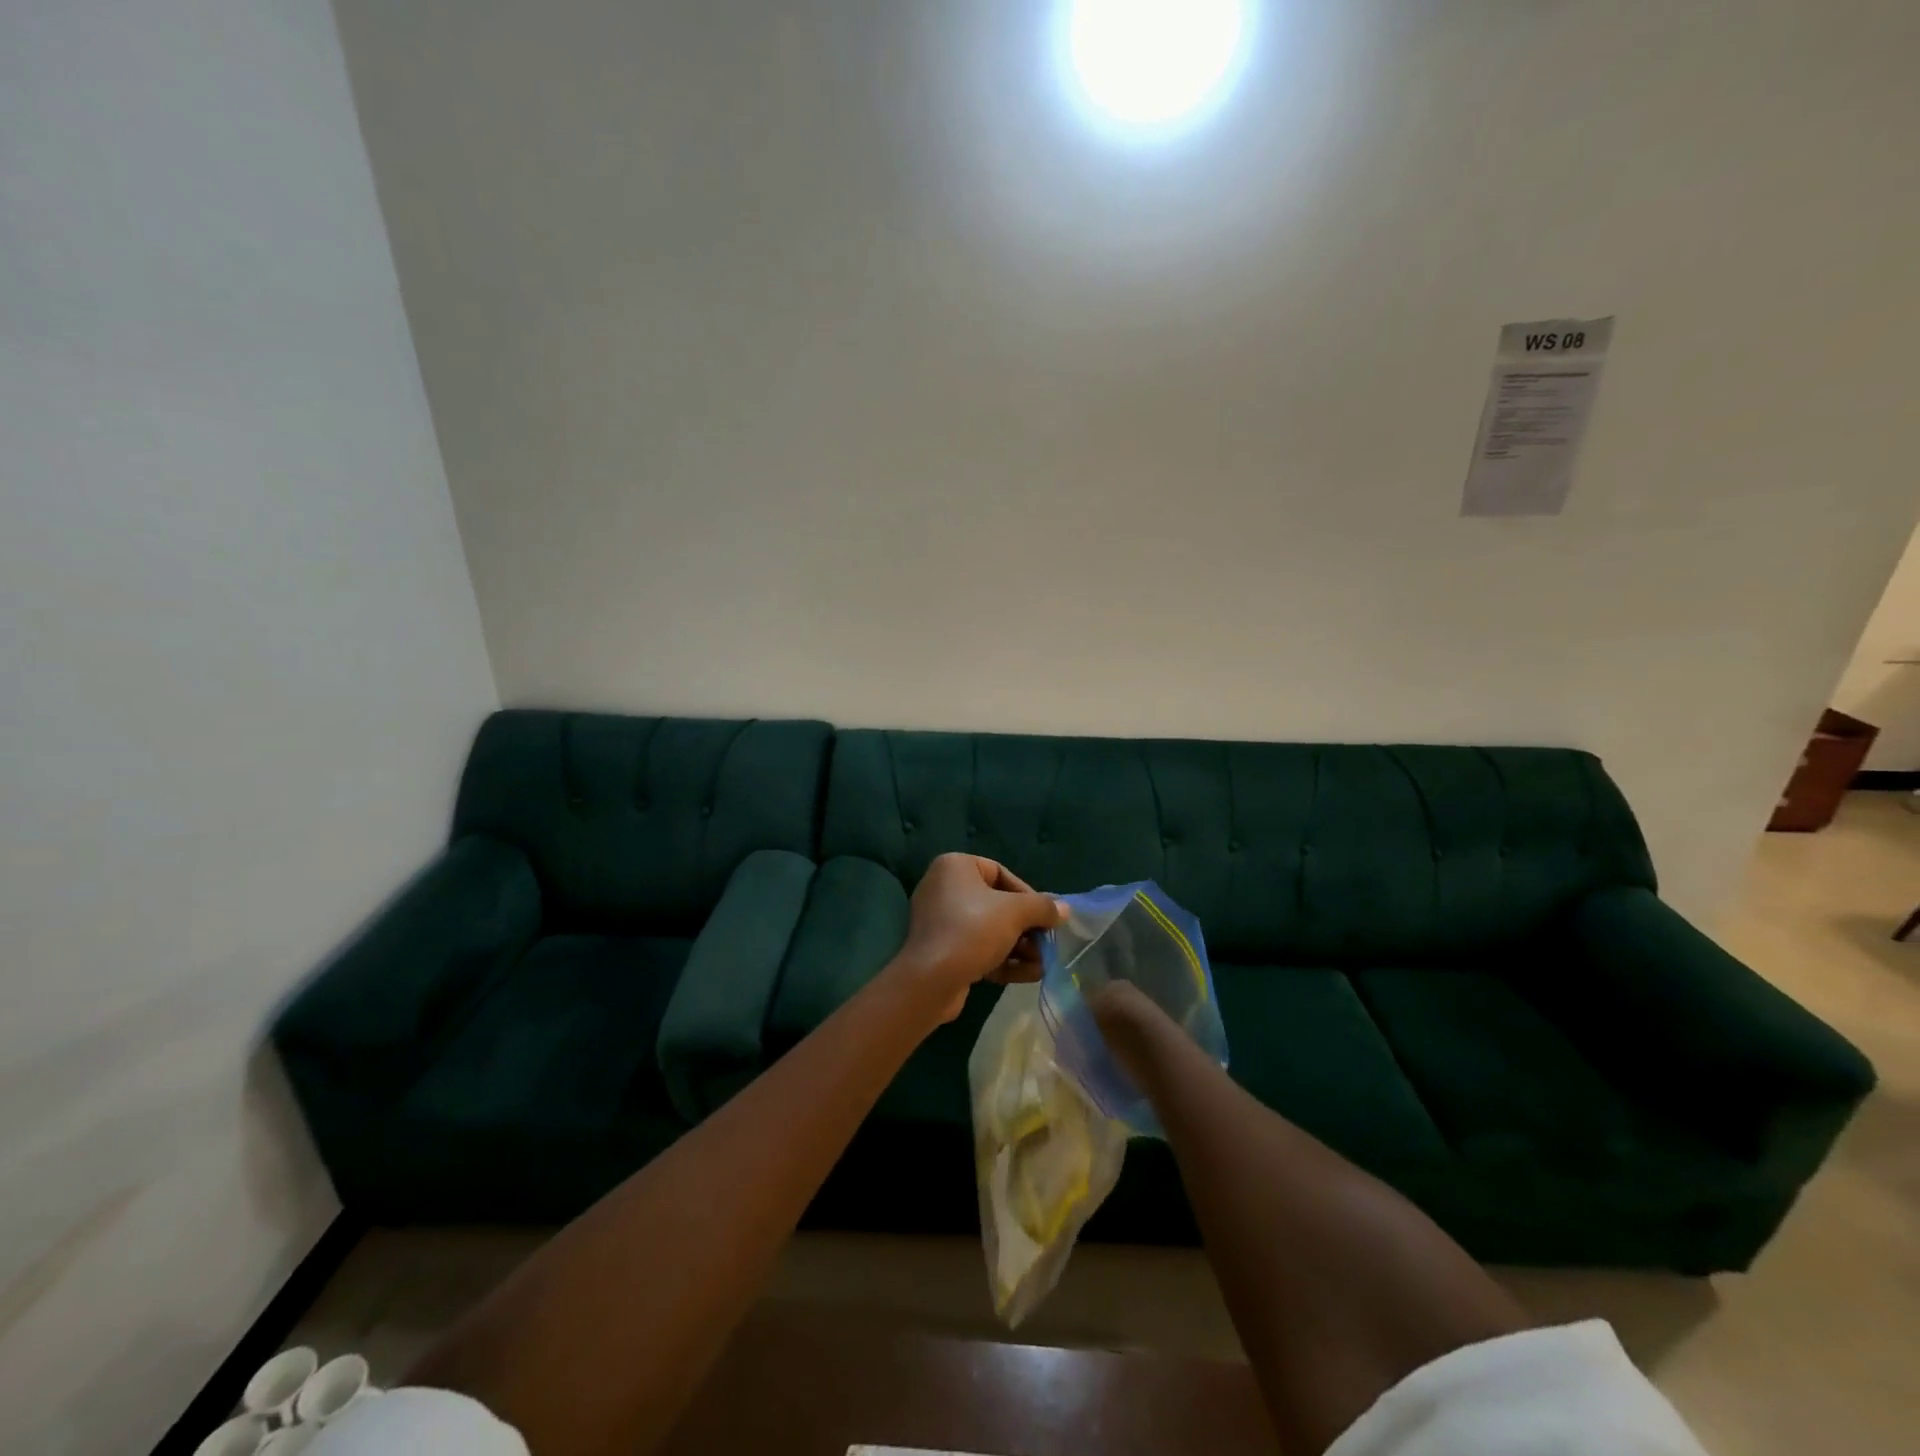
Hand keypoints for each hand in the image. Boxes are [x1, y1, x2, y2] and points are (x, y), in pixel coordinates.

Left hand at [893, 853, 1066, 1022]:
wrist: (930, 980)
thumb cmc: (972, 930)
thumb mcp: (1015, 913)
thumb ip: (1043, 907)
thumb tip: (1064, 909)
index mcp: (955, 867)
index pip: (1001, 873)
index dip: (1028, 895)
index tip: (1045, 916)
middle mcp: (944, 888)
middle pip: (998, 905)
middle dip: (1026, 928)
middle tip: (1047, 943)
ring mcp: (941, 921)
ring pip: (990, 930)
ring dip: (1019, 947)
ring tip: (1042, 964)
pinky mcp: (942, 951)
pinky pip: (978, 948)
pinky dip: (1002, 959)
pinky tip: (1029, 975)